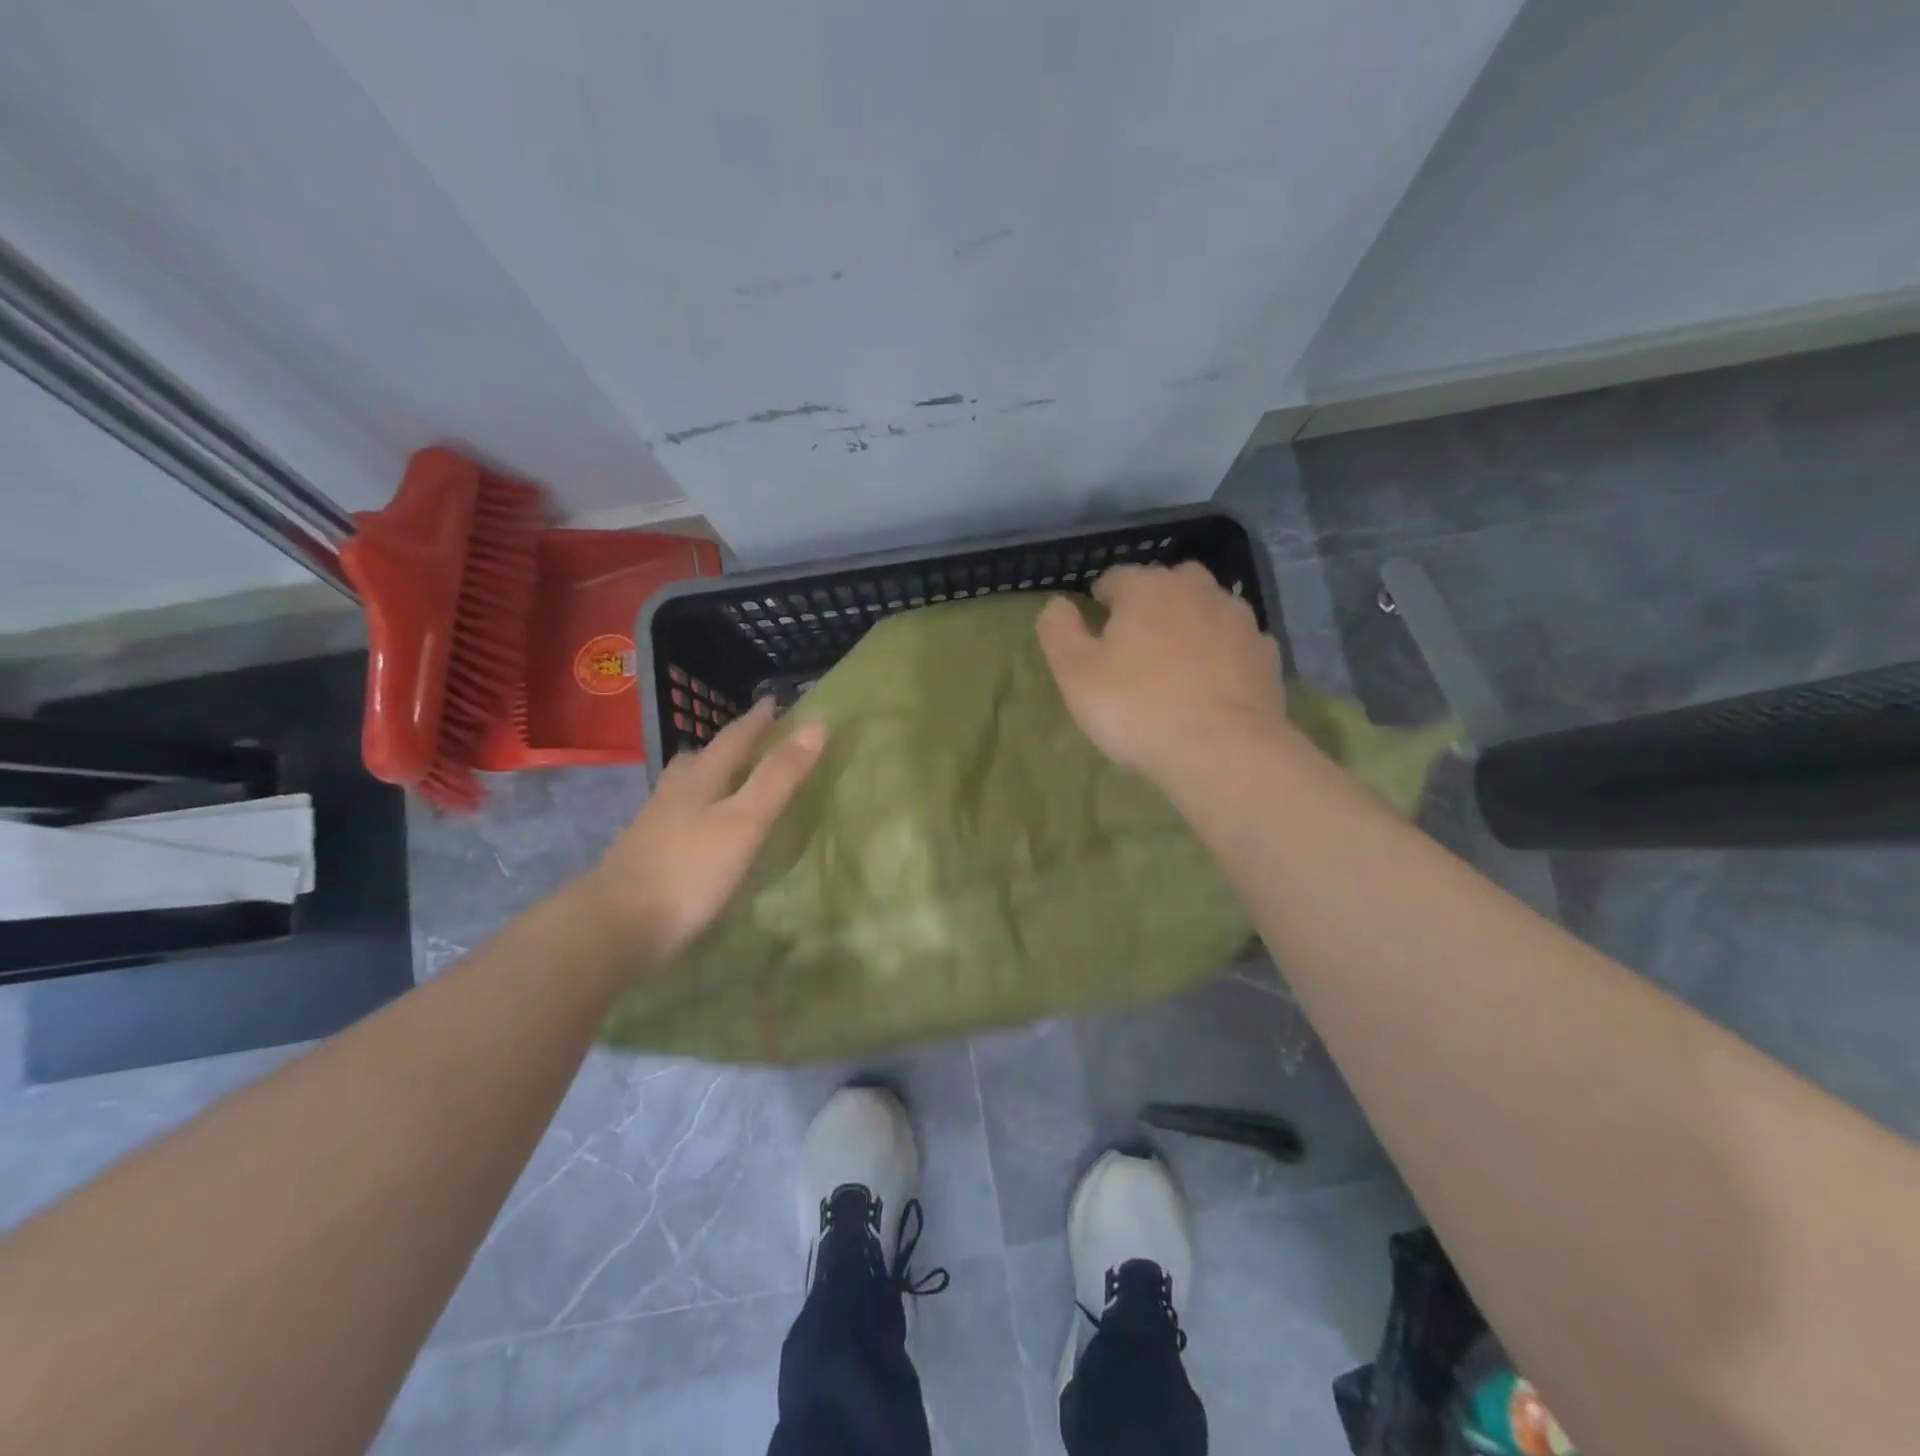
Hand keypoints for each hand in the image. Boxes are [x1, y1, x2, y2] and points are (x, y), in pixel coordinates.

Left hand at [581, 699, 825, 966]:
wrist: (616, 925)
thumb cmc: (689, 870)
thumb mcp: (746, 821)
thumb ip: (779, 777)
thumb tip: (816, 725)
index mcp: (700, 780)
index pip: (733, 739)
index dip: (757, 721)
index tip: (773, 701)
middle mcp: (673, 794)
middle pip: (700, 759)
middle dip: (725, 746)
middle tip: (747, 740)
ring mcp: (653, 826)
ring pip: (682, 788)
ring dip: (704, 777)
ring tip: (722, 780)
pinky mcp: (644, 856)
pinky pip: (674, 818)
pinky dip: (693, 812)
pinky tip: (698, 831)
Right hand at [1037, 561, 1287, 780]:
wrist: (1223, 750)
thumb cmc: (1137, 708)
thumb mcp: (1075, 673)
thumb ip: (1059, 630)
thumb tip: (1057, 603)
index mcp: (1147, 588)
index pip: (1115, 578)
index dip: (1100, 603)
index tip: (1094, 635)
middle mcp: (1197, 590)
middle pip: (1165, 586)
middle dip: (1148, 608)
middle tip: (1133, 651)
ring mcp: (1238, 620)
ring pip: (1204, 611)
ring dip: (1187, 628)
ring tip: (1173, 669)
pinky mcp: (1265, 654)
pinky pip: (1233, 644)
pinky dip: (1220, 655)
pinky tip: (1210, 686)